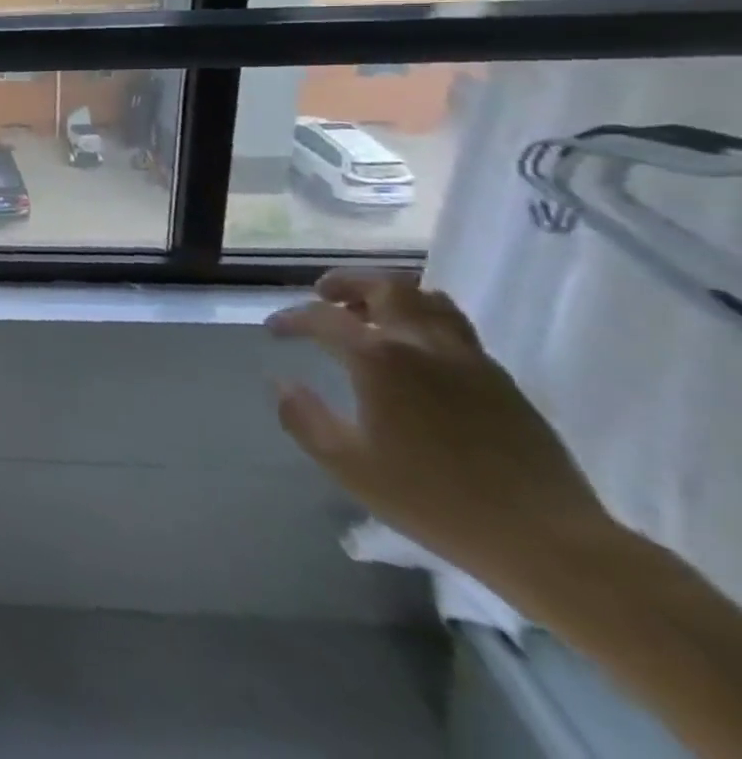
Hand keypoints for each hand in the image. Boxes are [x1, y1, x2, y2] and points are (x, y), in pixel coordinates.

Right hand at [267, 268, 613, 590]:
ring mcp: (469, 359)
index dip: (292, 318)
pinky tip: (418, 353)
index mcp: (378, 358)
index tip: (275, 330)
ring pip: (427, 299)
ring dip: (391, 296)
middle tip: (325, 296)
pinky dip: (425, 322)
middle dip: (347, 283)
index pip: (323, 318)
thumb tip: (283, 385)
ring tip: (372, 315)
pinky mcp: (503, 380)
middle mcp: (421, 343)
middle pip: (384, 286)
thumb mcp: (350, 467)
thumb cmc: (436, 501)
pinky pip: (456, 328)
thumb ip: (305, 419)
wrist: (550, 542)